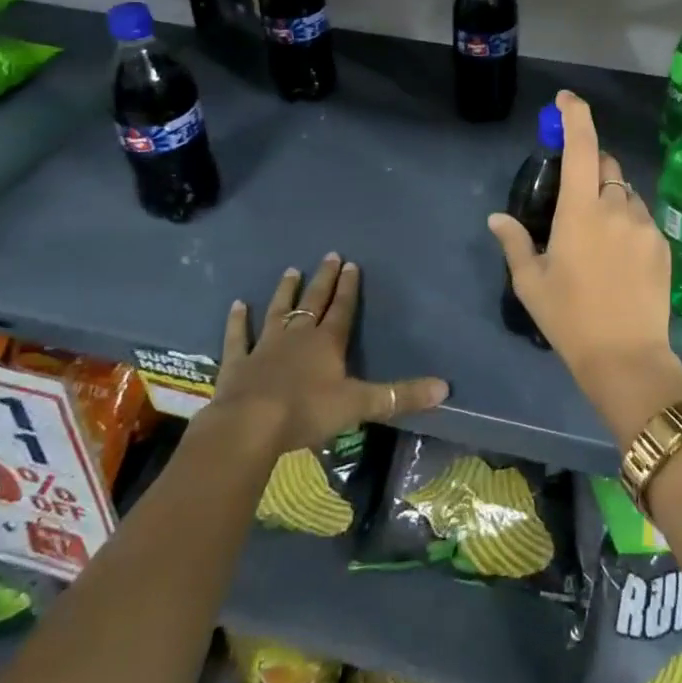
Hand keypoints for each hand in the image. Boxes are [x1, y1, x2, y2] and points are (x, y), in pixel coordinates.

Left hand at [205, 254, 448, 453]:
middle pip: (314, 301)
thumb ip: (399, 396)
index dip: (349, 287)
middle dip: (324, 279)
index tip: (351, 263)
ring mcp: (265, 346)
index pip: (342, 308)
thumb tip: (445, 387)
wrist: (249, 427)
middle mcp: (298, 336)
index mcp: (327, 342)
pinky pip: (238, 337)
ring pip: (278, 311)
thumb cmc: (306, 411)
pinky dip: (238, 321)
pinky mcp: (237, 363)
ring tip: (291, 270)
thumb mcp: (359, 404)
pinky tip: (238, 305)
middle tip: (329, 255)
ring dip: (285, 291)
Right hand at [487, 91, 681, 441]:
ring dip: (610, 198)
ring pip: (626, 192)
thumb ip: (514, 242)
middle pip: (606, 164)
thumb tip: (497, 217)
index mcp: (580, 211)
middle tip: (574, 197)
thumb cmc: (570, 319)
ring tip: (597, 237)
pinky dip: (627, 221)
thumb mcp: (531, 283)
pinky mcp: (663, 243)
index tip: (566, 99)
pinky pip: (641, 217)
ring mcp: (644, 224)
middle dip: (591, 165)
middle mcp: (616, 206)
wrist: (626, 358)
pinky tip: (618, 256)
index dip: (575, 115)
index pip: (581, 146)